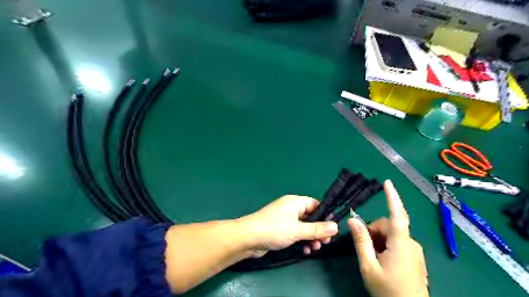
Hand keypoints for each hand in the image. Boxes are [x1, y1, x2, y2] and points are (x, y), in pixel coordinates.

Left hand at [239, 195, 338, 256]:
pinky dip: (302, 240)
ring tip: (314, 248)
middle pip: (311, 217)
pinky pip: (296, 233)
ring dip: (311, 237)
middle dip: (318, 230)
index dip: (325, 215)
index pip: (315, 204)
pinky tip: (305, 251)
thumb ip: (317, 229)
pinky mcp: (281, 230)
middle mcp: (291, 209)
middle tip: (324, 242)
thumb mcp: (297, 229)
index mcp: (295, 202)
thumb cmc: (274, 229)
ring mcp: (285, 220)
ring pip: (304, 227)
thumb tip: (336, 226)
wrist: (248, 238)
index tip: (332, 228)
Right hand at [348, 180, 428, 296]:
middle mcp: (411, 243)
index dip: (392, 197)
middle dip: (374, 232)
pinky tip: (383, 261)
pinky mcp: (415, 258)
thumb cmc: (388, 291)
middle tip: (365, 249)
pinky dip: (387, 246)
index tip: (388, 182)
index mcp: (400, 243)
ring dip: (379, 240)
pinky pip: (398, 243)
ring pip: (392, 235)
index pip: (397, 214)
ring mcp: (415, 251)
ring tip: (374, 258)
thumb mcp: (368, 266)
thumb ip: (360, 241)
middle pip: (388, 226)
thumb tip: (352, 220)